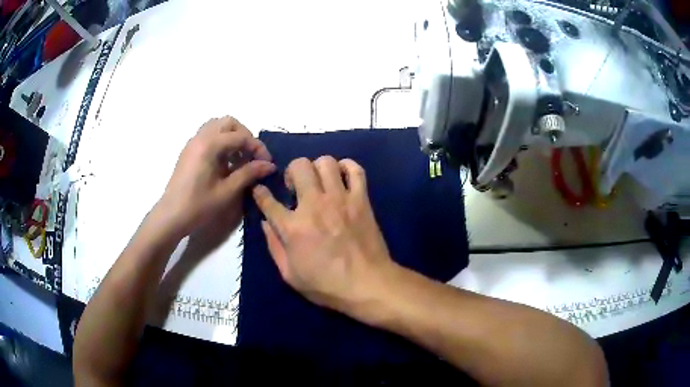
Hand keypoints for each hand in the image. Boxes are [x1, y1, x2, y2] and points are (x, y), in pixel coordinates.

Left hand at [159, 116, 274, 236]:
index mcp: (210, 145)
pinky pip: (208, 136)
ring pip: (217, 127)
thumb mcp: (227, 191)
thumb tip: (269, 165)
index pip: (240, 136)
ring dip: (232, 137)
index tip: (267, 164)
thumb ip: (249, 174)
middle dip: (245, 136)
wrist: (171, 216)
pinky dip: (221, 142)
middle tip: (252, 156)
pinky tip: (225, 163)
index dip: (257, 147)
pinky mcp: (189, 151)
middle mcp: (200, 137)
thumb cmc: (198, 205)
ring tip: (239, 158)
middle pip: (228, 123)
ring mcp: (193, 143)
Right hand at [252, 156, 397, 318]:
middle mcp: (314, 205)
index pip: (268, 200)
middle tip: (295, 187)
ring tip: (318, 182)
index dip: (260, 192)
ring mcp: (340, 199)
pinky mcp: (361, 199)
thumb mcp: (290, 275)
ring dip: (317, 168)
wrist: (368, 285)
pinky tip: (342, 177)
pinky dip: (347, 167)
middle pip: (299, 167)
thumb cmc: (326, 285)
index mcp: (293, 227)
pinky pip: (355, 170)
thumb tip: (265, 223)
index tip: (260, 190)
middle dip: (292, 171)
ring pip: (326, 162)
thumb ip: (274, 247)